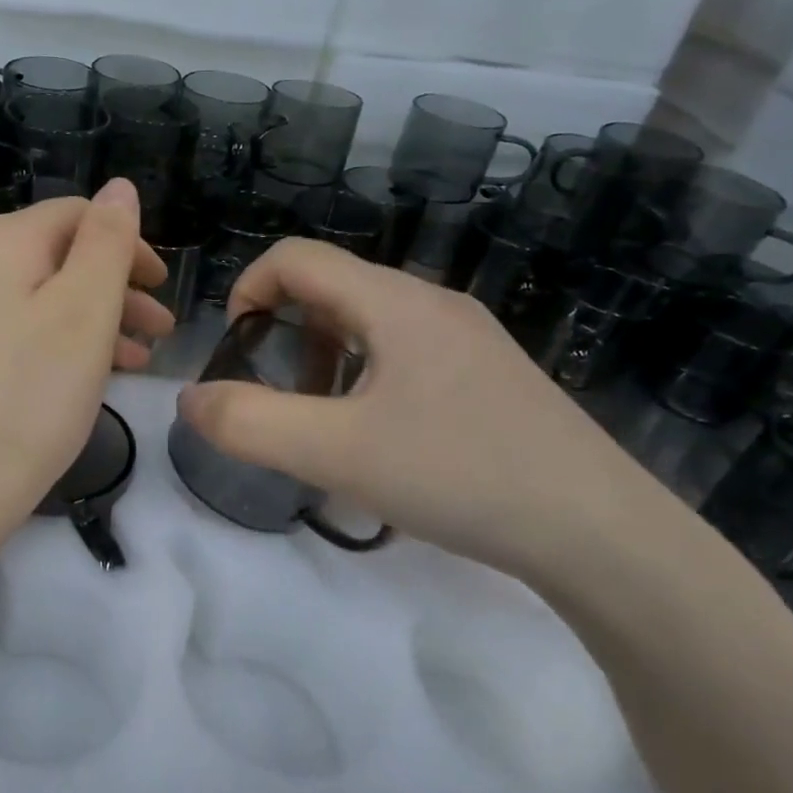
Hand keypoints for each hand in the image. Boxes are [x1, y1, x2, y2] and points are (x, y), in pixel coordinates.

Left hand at [0, 179, 172, 546]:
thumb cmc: (31, 394)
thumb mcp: (85, 309)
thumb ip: (108, 241)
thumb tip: (120, 188)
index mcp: (2, 242)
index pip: (78, 215)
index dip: (129, 244)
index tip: (163, 288)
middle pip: (61, 257)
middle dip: (118, 287)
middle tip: (161, 327)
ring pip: (43, 298)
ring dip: (97, 319)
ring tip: (139, 359)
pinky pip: (21, 331)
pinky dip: (63, 343)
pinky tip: (91, 377)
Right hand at [177, 240, 679, 583]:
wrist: (602, 534)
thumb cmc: (460, 476)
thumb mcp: (336, 453)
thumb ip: (248, 423)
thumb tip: (190, 398)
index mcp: (395, 302)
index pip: (296, 258)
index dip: (246, 290)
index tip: (232, 352)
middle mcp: (432, 304)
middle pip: (331, 289)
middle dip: (283, 336)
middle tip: (275, 400)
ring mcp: (468, 338)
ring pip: (368, 325)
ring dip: (323, 361)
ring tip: (322, 428)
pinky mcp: (488, 376)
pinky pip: (404, 356)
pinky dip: (365, 382)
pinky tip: (379, 444)